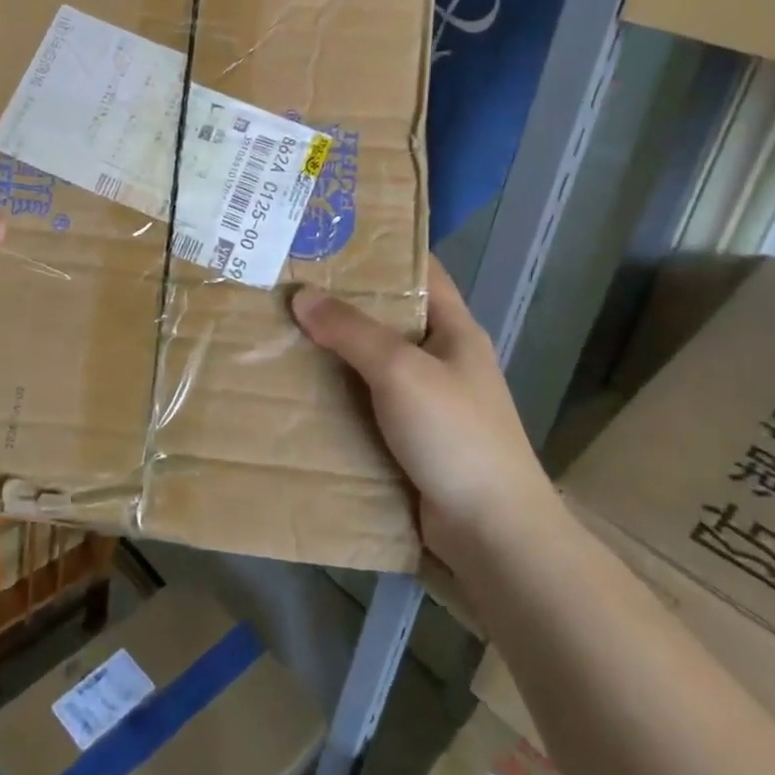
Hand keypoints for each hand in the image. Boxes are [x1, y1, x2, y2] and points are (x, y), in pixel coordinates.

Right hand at [293, 259, 547, 557]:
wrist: (492, 534)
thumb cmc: (455, 436)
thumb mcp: (401, 371)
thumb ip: (352, 331)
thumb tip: (302, 295)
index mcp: (454, 330)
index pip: (421, 272)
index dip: (381, 252)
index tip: (331, 239)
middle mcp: (442, 359)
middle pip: (390, 317)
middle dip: (344, 302)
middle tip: (290, 284)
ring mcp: (428, 402)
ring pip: (374, 363)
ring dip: (335, 351)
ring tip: (282, 331)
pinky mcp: (411, 439)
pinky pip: (368, 403)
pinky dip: (339, 394)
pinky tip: (300, 389)